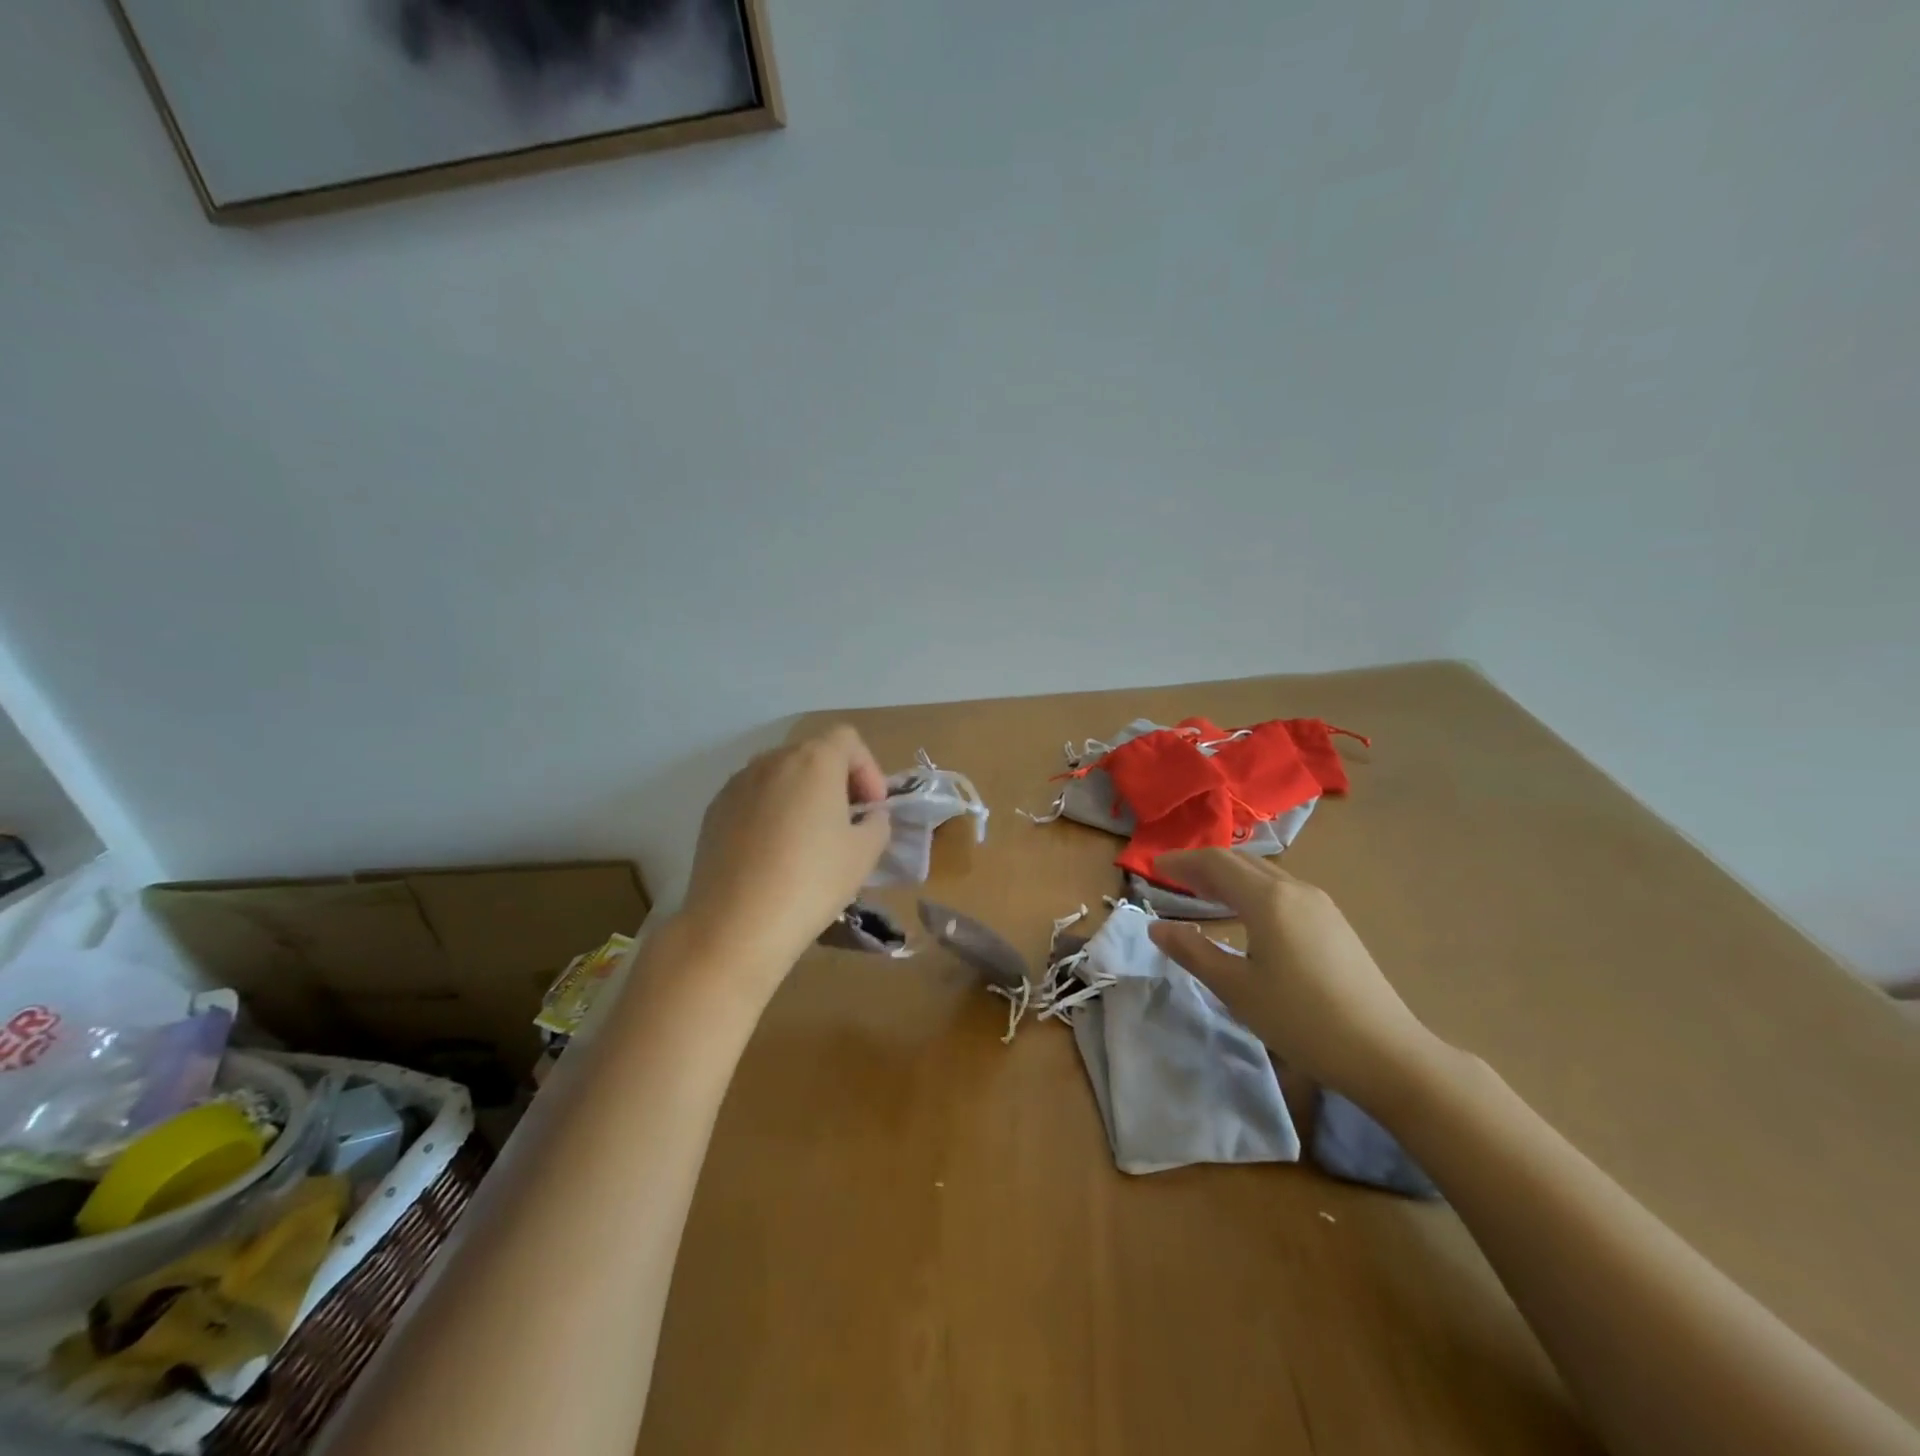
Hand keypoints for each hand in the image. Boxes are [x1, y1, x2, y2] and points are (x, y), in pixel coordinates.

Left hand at [676, 725, 893, 989]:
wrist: (736, 925)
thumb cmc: (812, 881)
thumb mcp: (865, 853)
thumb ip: (877, 822)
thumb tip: (867, 816)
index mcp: (814, 760)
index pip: (848, 739)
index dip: (868, 769)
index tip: (872, 809)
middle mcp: (772, 760)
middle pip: (813, 754)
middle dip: (836, 781)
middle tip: (847, 823)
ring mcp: (737, 783)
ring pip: (781, 776)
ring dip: (802, 796)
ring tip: (809, 839)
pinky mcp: (713, 810)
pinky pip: (753, 798)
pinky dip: (771, 812)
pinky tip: (773, 854)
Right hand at [1146, 850, 1441, 1108]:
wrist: (1386, 1052)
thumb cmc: (1302, 1020)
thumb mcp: (1237, 989)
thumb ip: (1193, 951)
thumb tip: (1157, 927)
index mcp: (1268, 900)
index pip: (1216, 863)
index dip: (1182, 861)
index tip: (1154, 867)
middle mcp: (1295, 890)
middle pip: (1241, 862)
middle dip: (1204, 865)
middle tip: (1173, 878)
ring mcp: (1320, 905)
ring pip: (1265, 875)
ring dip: (1230, 877)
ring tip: (1204, 893)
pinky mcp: (1334, 923)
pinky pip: (1282, 890)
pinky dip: (1252, 890)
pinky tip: (1247, 915)